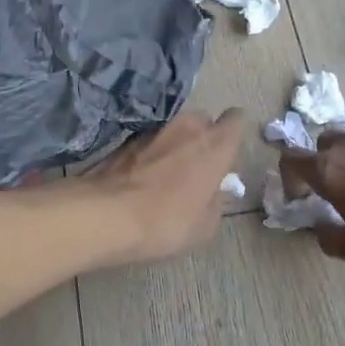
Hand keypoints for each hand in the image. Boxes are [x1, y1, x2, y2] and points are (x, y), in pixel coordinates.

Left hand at [87, 111, 244, 265]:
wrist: (108, 215)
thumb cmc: (167, 221)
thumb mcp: (205, 225)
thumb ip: (216, 201)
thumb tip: (214, 192)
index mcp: (215, 144)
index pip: (236, 120)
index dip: (232, 136)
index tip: (226, 157)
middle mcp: (187, 127)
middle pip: (203, 121)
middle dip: (202, 139)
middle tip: (196, 168)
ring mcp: (154, 129)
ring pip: (173, 130)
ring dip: (174, 146)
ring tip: (166, 175)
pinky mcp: (126, 138)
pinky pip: (149, 142)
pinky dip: (150, 154)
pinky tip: (142, 179)